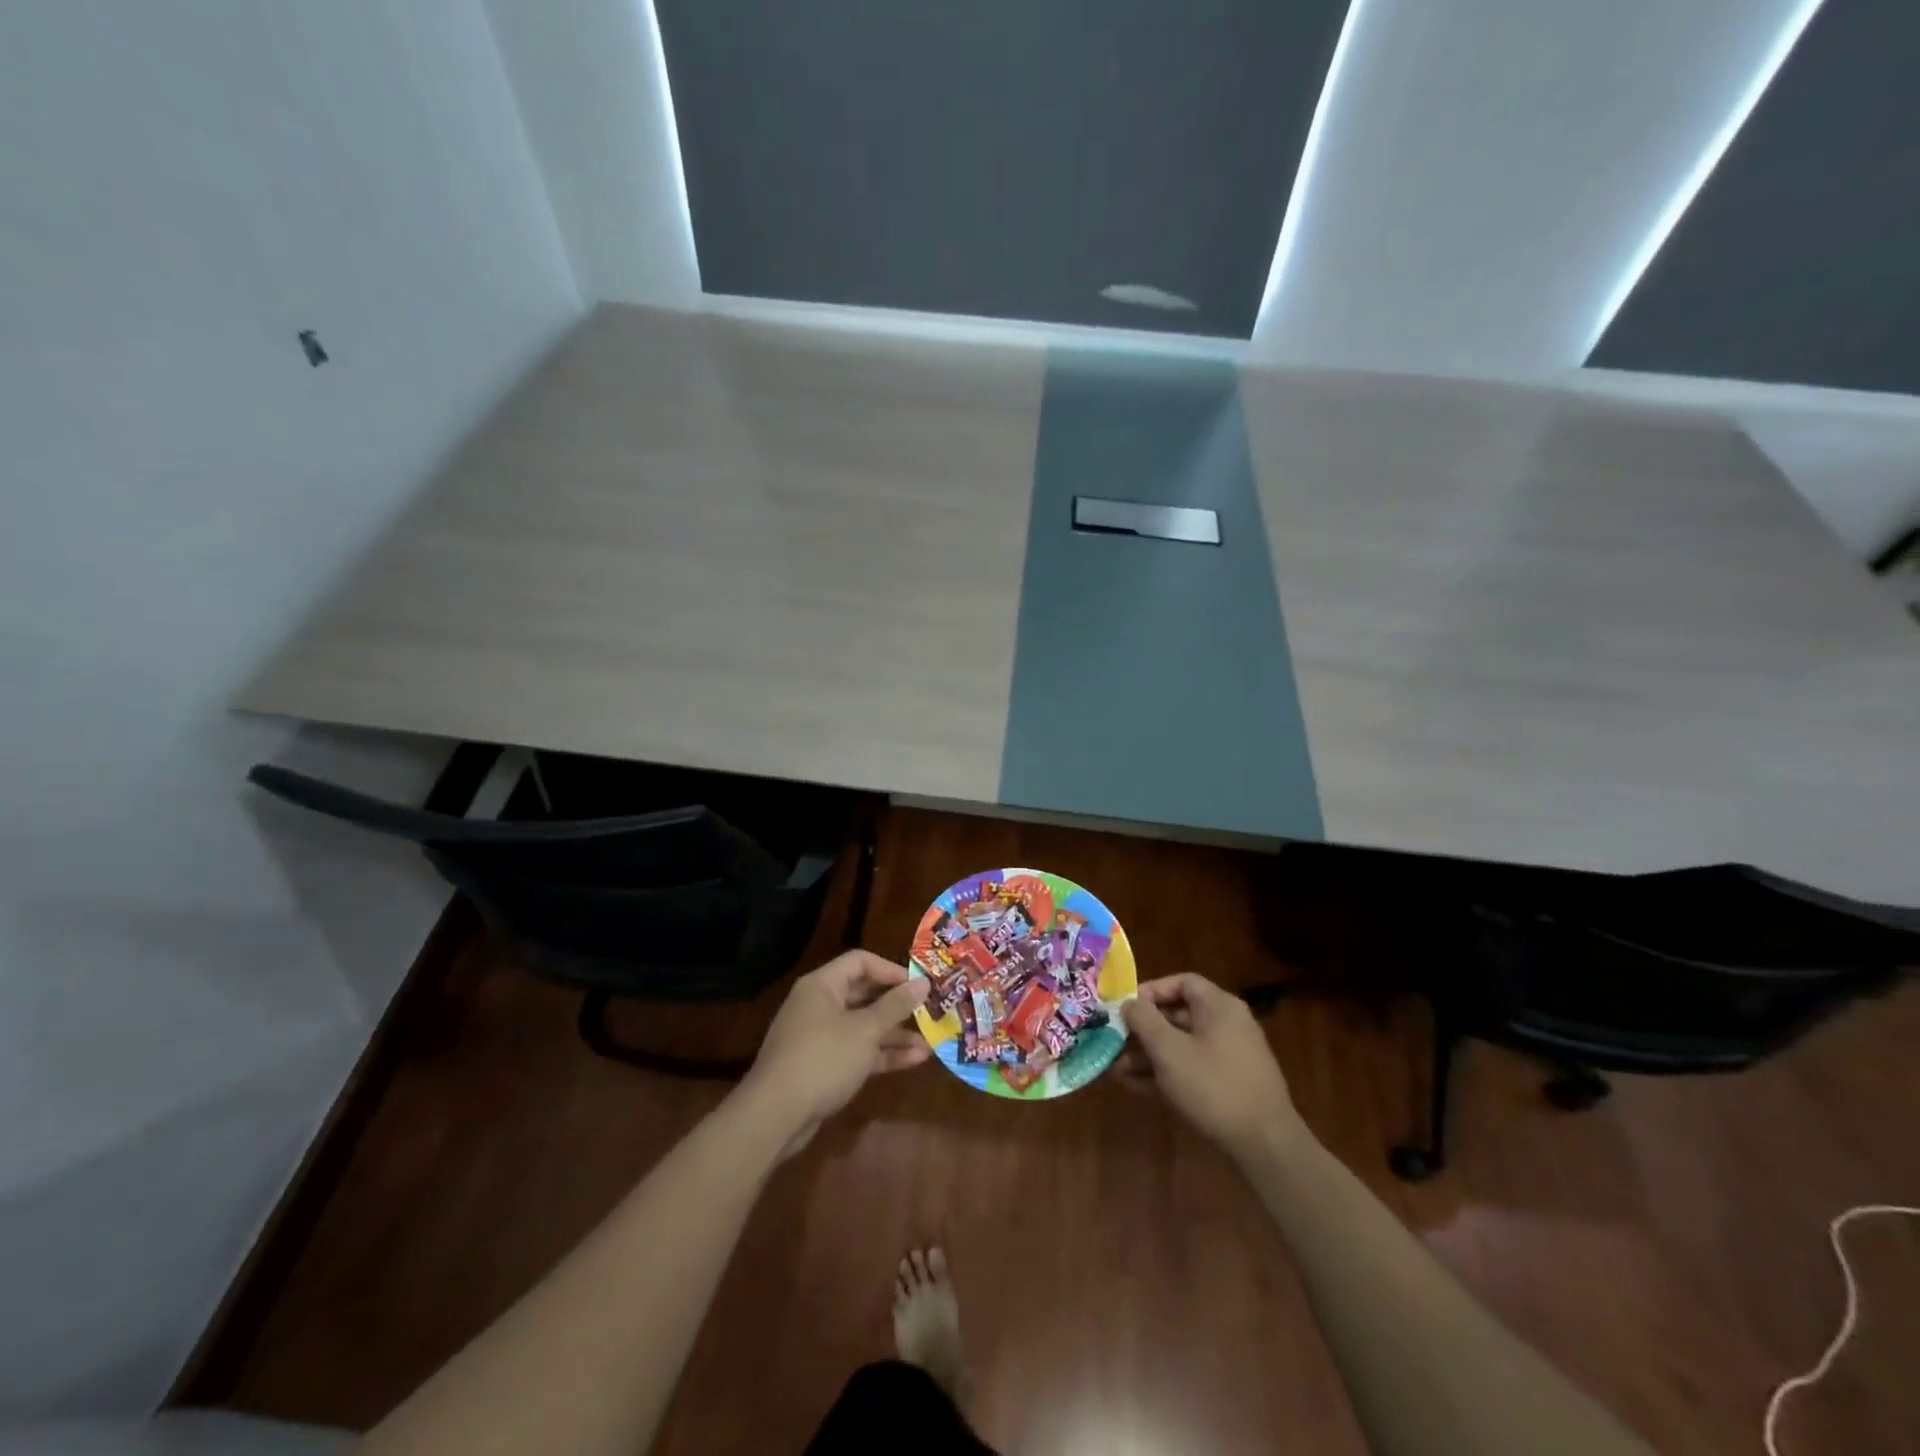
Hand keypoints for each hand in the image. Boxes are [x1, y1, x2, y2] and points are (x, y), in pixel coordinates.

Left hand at [741, 951, 930, 1153]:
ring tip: (929, 1044)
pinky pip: (856, 1051)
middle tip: (928, 1012)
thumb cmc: (823, 1059)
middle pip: (864, 995)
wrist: (775, 1116)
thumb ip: (895, 1006)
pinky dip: (881, 1054)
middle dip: (898, 1006)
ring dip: (894, 1034)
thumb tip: (923, 983)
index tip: (919, 985)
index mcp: (822, 985)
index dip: (892, 970)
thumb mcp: (865, 1030)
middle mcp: (819, 1005)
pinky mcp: (822, 1066)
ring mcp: (819, 1037)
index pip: (861, 962)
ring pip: (863, 1027)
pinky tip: (912, 1062)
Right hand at [1121, 973, 1307, 1162]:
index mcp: (1219, 1007)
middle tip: (1114, 1041)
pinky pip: (1192, 1068)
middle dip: (1143, 1029)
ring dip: (1149, 1055)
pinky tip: (1137, 1087)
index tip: (1125, 1008)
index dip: (1150, 991)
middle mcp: (1228, 1025)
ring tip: (1117, 1069)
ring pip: (1182, 1046)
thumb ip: (1144, 1021)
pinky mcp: (1230, 1085)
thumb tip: (1129, 1003)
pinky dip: (1166, 1073)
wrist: (1265, 1145)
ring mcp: (1231, 1057)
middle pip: (1178, 1015)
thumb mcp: (1169, 1050)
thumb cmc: (1213, 1086)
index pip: (1182, 982)